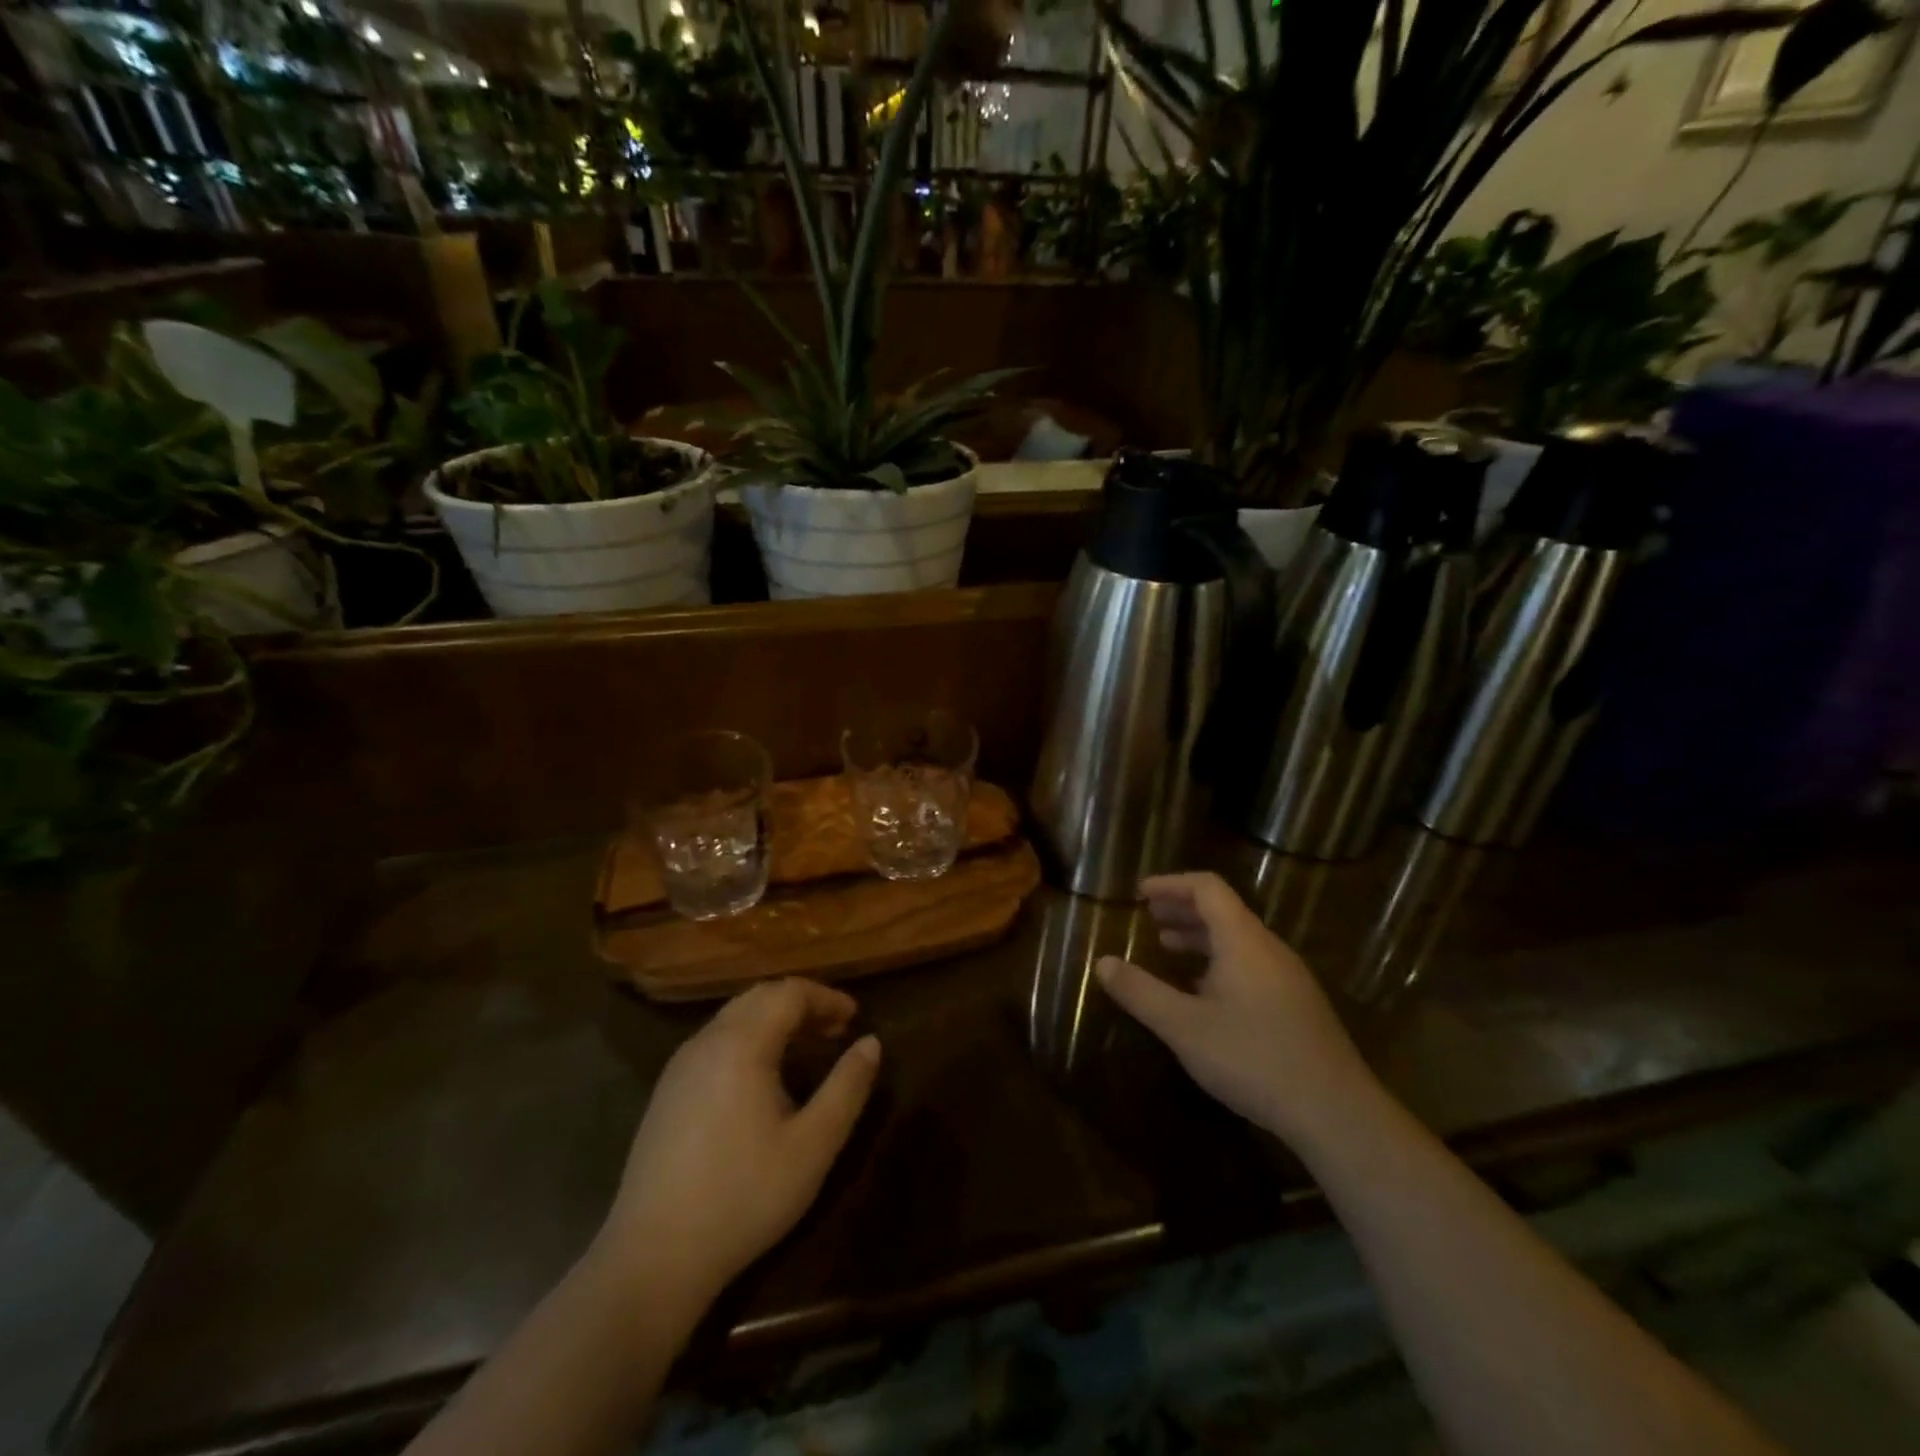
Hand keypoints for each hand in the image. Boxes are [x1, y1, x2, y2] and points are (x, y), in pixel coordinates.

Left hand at [592, 979, 879, 1303]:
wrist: (652, 1258)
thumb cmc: (743, 1197)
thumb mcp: (813, 1146)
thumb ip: (847, 1087)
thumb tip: (871, 1043)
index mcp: (741, 1044)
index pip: (789, 992)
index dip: (826, 998)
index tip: (855, 1016)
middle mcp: (707, 1041)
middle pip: (759, 997)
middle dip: (801, 1003)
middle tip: (834, 1028)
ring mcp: (680, 1066)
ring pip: (734, 1017)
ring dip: (774, 1020)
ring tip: (805, 1047)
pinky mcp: (667, 1093)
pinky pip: (715, 1041)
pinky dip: (749, 1038)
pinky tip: (762, 1076)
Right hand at [1096, 872, 1371, 1149]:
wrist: (1337, 1113)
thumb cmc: (1253, 1059)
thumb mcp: (1183, 1027)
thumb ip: (1140, 992)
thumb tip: (1101, 963)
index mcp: (1243, 940)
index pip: (1207, 888)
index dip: (1171, 884)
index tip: (1140, 893)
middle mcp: (1269, 948)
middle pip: (1223, 910)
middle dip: (1182, 909)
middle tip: (1149, 919)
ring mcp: (1289, 977)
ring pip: (1239, 939)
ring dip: (1200, 937)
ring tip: (1168, 950)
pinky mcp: (1298, 1004)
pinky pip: (1252, 964)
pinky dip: (1219, 961)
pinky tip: (1203, 993)